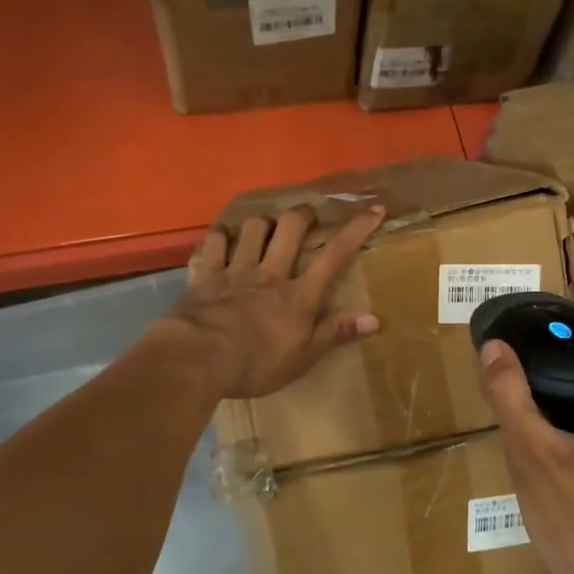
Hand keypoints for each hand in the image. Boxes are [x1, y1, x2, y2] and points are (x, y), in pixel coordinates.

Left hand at [155, 204, 385, 399]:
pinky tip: (223, 239)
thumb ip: (335, 333)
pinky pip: (215, 245)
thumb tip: (374, 318)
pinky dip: (221, 238)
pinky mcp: (206, 276)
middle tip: (308, 215)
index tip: (373, 210)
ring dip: (262, 223)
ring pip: (253, 229)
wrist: (199, 357)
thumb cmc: (256, 363)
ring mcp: (236, 271)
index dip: (356, 230)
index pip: (335, 256)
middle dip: (303, 215)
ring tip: (265, 227)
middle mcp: (270, 273)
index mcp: (299, 295)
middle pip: (290, 229)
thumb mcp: (303, 357)